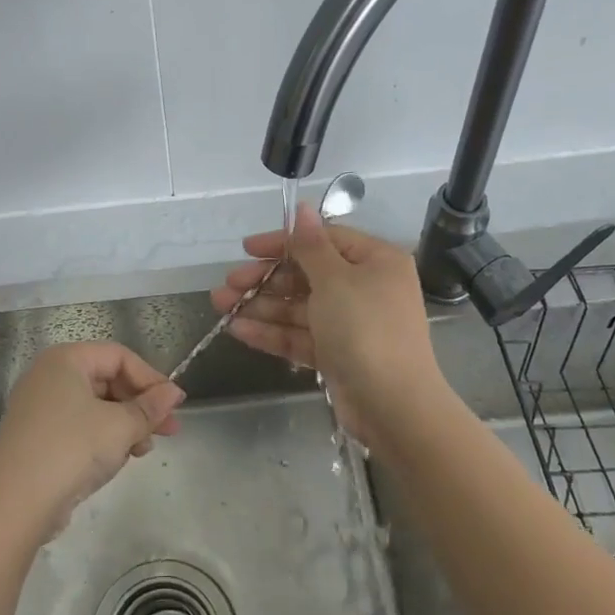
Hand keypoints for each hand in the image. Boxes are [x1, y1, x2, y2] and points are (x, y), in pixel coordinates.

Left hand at [0, 342, 183, 536]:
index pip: (119, 356)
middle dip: (140, 405)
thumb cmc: (71, 449)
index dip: (150, 378)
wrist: (15, 505)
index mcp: (65, 360)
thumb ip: (150, 407)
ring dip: (125, 425)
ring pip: (95, 407)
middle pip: (107, 380)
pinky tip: (119, 459)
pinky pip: (79, 427)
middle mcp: (48, 376)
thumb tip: (174, 392)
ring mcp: (39, 408)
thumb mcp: (119, 426)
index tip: (174, 405)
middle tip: (169, 430)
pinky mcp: (36, 438)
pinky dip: (102, 438)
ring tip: (143, 450)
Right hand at [211, 205, 445, 440]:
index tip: (247, 248)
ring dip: (261, 306)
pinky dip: (272, 333)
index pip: (323, 240)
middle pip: (306, 275)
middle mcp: (365, 288)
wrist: (393, 407)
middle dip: (265, 280)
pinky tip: (238, 331)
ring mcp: (351, 324)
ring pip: (299, 307)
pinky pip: (301, 336)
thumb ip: (311, 245)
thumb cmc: (365, 329)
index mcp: (375, 261)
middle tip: (228, 284)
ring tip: (221, 306)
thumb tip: (303, 207)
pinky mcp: (338, 354)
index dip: (283, 242)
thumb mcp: (335, 280)